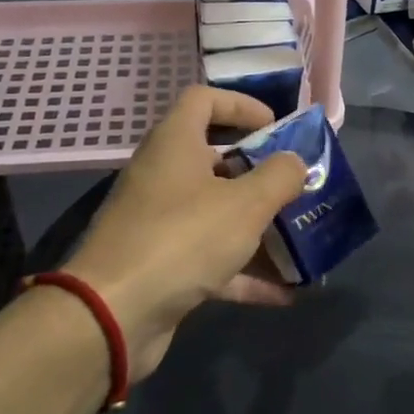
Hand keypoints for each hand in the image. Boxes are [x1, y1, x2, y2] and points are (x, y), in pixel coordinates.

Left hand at [63, 86, 307, 379]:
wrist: (114, 314)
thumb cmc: (183, 239)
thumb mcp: (245, 204)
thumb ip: (279, 176)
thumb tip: (295, 162)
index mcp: (175, 144)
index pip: (204, 99)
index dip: (242, 105)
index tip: (276, 127)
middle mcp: (163, 176)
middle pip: (214, 159)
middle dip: (259, 172)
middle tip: (295, 185)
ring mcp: (159, 223)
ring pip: (215, 213)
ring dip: (257, 226)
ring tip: (300, 238)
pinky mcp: (161, 265)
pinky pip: (210, 259)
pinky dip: (244, 271)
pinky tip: (285, 292)